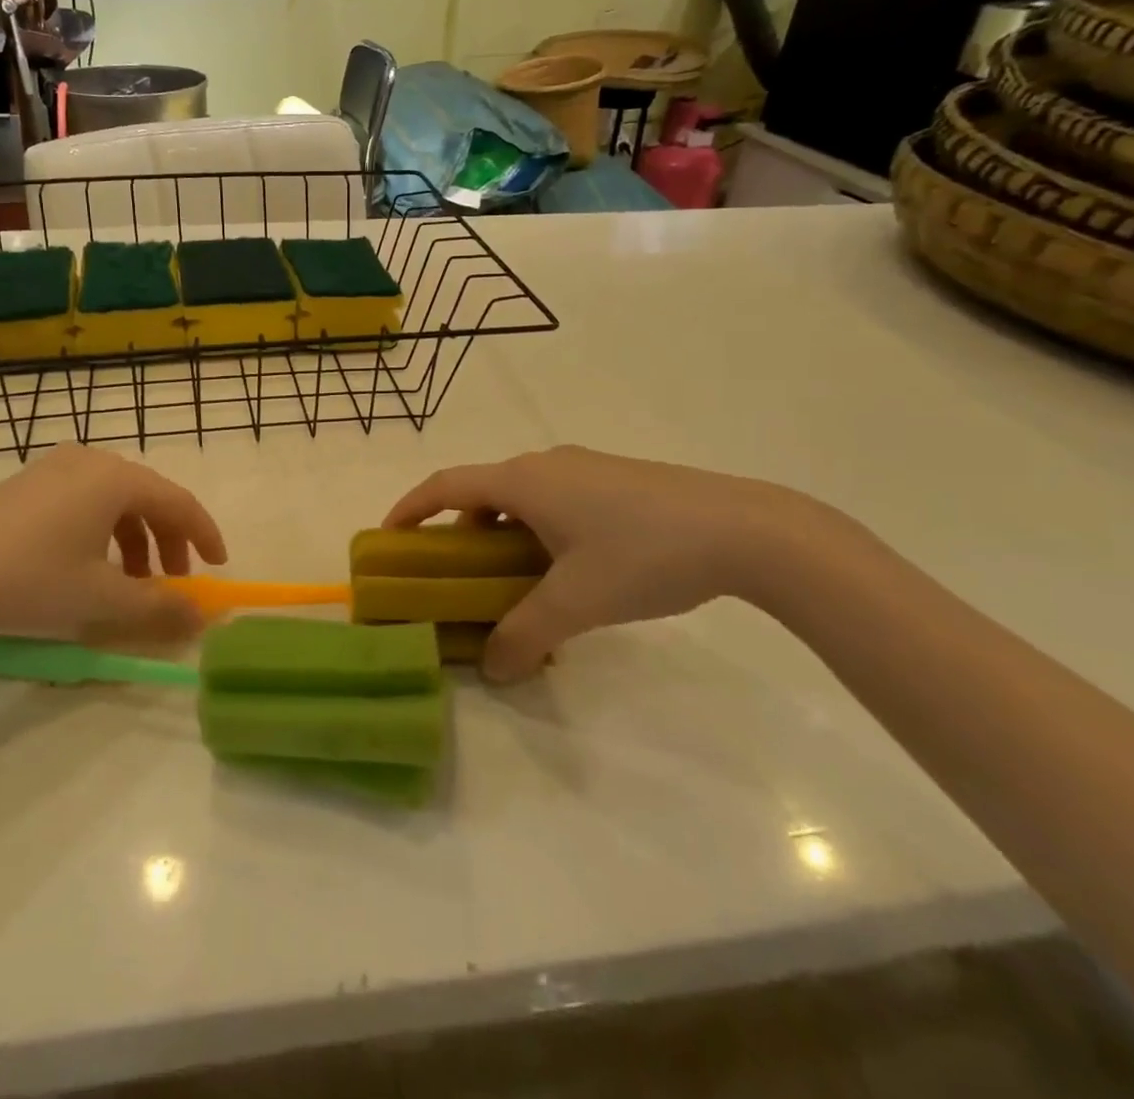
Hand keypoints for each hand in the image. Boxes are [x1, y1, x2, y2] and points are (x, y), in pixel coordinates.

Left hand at [0, 445, 227, 648]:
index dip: (204, 535)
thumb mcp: (100, 599)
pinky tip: (87, 566)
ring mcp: (54, 469)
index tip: (217, 566)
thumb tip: (201, 617)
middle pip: (147, 499)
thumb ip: (158, 608)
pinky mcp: (27, 483)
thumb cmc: (29, 579)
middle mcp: (90, 462)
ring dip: (134, 540)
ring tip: (129, 582)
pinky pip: (84, 501)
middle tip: (172, 582)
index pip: (179, 502)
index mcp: (116, 479)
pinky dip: (102, 532)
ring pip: (114, 501)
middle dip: (167, 542)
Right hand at [385, 446, 808, 681]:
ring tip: (515, 582)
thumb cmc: (644, 554)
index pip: (446, 485)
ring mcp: (584, 469)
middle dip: (460, 531)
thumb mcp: (576, 602)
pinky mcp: (616, 480)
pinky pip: (556, 501)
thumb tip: (493, 669)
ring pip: (523, 498)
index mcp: (523, 481)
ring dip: (504, 534)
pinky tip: (570, 573)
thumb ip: (526, 634)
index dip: (410, 508)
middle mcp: (547, 465)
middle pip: (483, 492)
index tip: (389, 538)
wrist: (744, 528)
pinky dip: (540, 531)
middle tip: (457, 576)